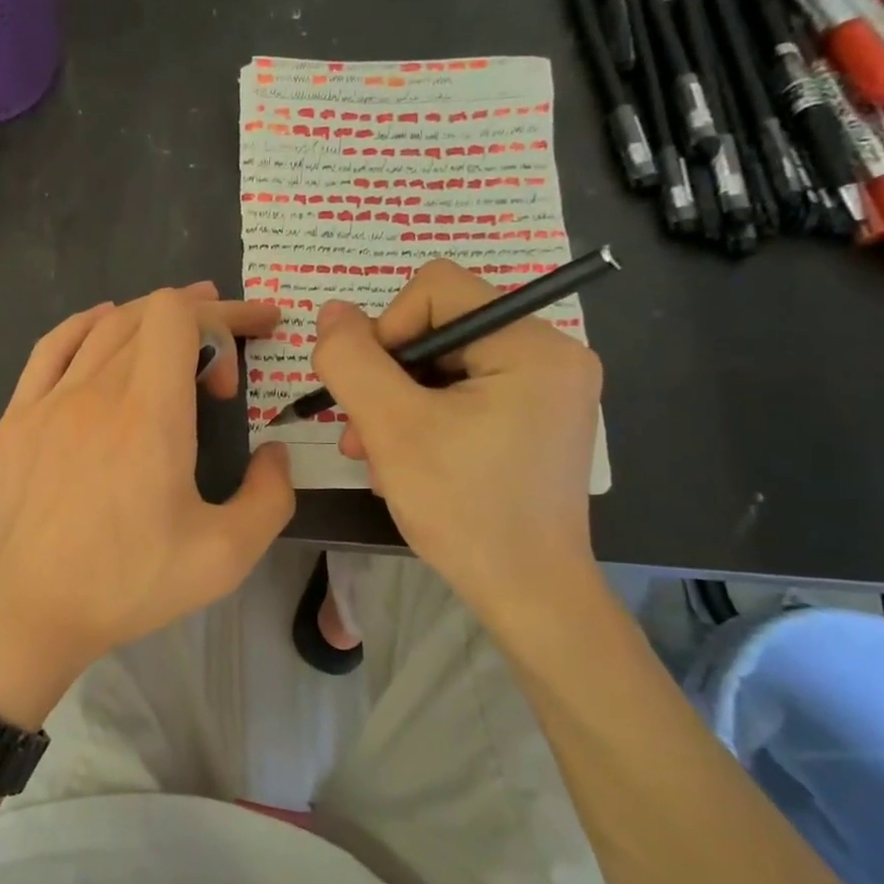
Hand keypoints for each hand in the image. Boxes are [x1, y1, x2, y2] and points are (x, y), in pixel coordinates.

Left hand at [0, 283, 294, 725]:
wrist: (22, 612)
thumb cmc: (125, 585)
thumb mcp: (224, 557)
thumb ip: (269, 497)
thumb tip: (274, 455)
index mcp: (149, 414)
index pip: (180, 317)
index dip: (224, 316)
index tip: (250, 351)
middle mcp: (97, 390)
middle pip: (148, 315)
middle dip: (201, 321)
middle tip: (228, 356)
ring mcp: (48, 400)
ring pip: (104, 328)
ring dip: (148, 319)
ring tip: (179, 332)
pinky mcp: (15, 418)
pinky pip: (51, 348)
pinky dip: (86, 325)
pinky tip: (101, 327)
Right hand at [309, 259, 602, 621]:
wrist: (528, 595)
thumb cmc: (463, 508)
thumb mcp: (391, 428)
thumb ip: (351, 360)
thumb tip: (331, 311)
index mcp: (533, 344)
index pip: (436, 288)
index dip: (386, 329)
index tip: (370, 391)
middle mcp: (552, 354)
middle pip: (439, 328)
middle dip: (388, 378)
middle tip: (360, 433)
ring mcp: (548, 389)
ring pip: (444, 364)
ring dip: (397, 403)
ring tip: (372, 453)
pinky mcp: (536, 419)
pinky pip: (464, 393)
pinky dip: (425, 418)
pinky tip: (404, 461)